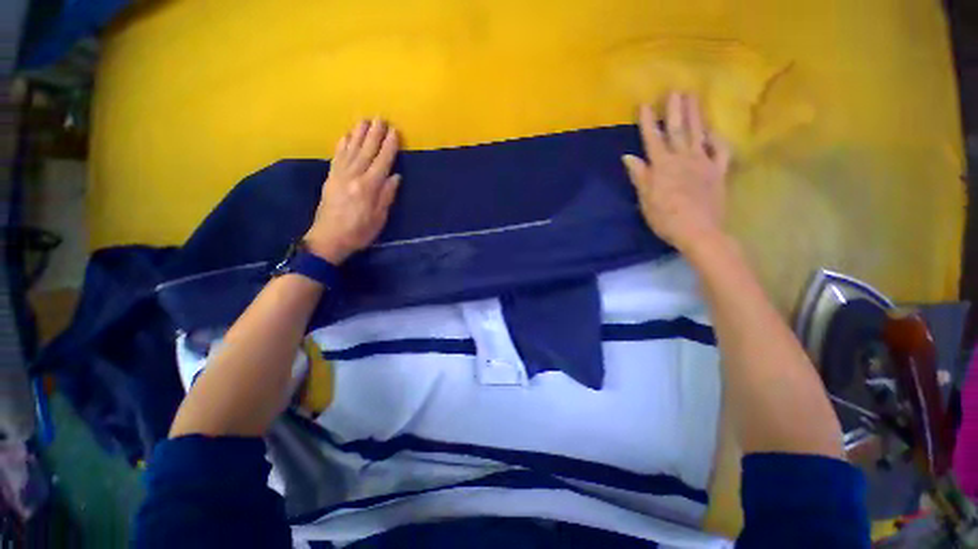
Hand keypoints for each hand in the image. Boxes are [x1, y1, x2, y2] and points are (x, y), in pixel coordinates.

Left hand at [304, 119, 401, 263]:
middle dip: (374, 134)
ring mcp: (339, 175)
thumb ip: (387, 196)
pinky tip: (346, 135)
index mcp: (368, 187)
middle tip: (381, 119)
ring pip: (351, 149)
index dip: (389, 146)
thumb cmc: (359, 232)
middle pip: (366, 151)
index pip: (382, 162)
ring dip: (358, 134)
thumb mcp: (379, 218)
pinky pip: (337, 156)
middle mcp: (353, 176)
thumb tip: (395, 177)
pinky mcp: (330, 177)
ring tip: (365, 120)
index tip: (394, 132)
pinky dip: (342, 144)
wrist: (328, 239)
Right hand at [622, 92, 731, 253]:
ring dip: (696, 115)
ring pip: (699, 134)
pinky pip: (721, 151)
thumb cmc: (666, 218)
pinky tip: (713, 132)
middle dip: (676, 110)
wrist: (698, 231)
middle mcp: (683, 159)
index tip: (645, 104)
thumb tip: (628, 156)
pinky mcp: (718, 172)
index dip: (649, 122)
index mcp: (662, 167)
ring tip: (693, 97)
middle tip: (675, 90)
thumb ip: (640, 176)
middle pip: (679, 131)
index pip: (653, 139)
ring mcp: (704, 164)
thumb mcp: (645, 199)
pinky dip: (718, 140)